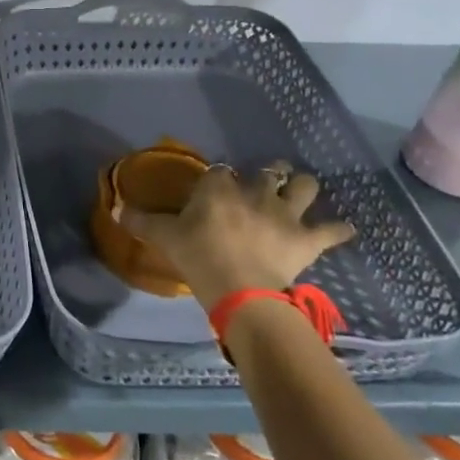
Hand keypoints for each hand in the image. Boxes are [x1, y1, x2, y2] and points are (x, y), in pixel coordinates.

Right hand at [113, 162, 354, 312]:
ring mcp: (285, 213)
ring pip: (305, 187)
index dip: (219, 178)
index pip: (220, 171)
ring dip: (304, 187)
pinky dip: (339, 230)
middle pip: (269, 171)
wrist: (240, 288)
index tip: (216, 188)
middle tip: (266, 181)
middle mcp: (256, 192)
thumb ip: (140, 221)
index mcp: (219, 188)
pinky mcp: (307, 238)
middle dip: (270, 173)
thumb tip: (114, 208)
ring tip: (301, 192)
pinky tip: (345, 229)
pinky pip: (332, 230)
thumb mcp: (163, 238)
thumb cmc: (198, 257)